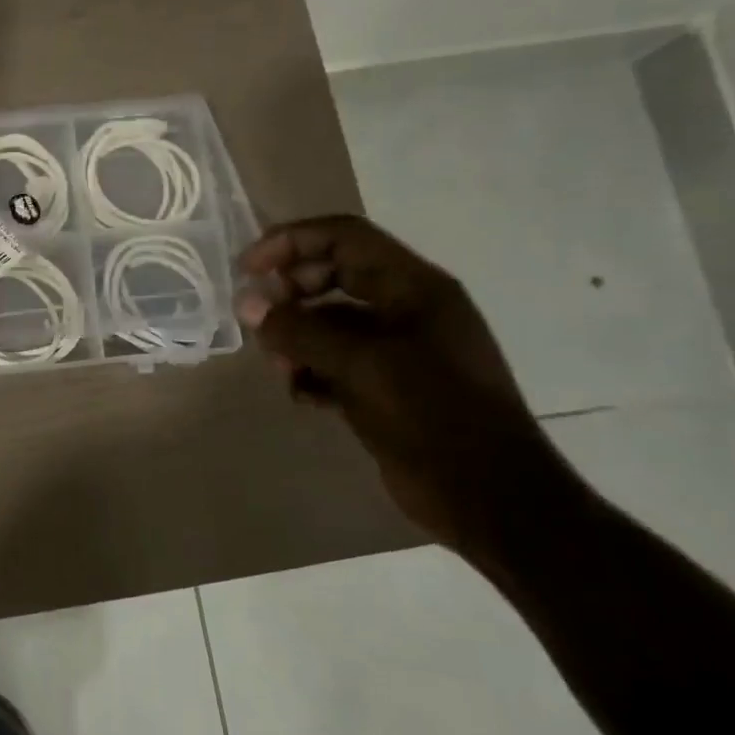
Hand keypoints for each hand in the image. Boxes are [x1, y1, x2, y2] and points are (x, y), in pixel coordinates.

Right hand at [237, 215, 562, 547]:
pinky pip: (336, 361)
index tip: (247, 269)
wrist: (489, 497)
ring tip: (282, 369)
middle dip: (289, 295)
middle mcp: (406, 308)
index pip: (343, 237)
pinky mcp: (388, 386)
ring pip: (329, 322)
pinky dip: (312, 372)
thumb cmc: (432, 415)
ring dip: (296, 339)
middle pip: (331, 276)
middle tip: (259, 322)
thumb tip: (246, 304)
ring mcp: (398, 349)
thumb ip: (299, 330)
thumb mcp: (360, 365)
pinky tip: (303, 396)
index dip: (290, 242)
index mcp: (413, 287)